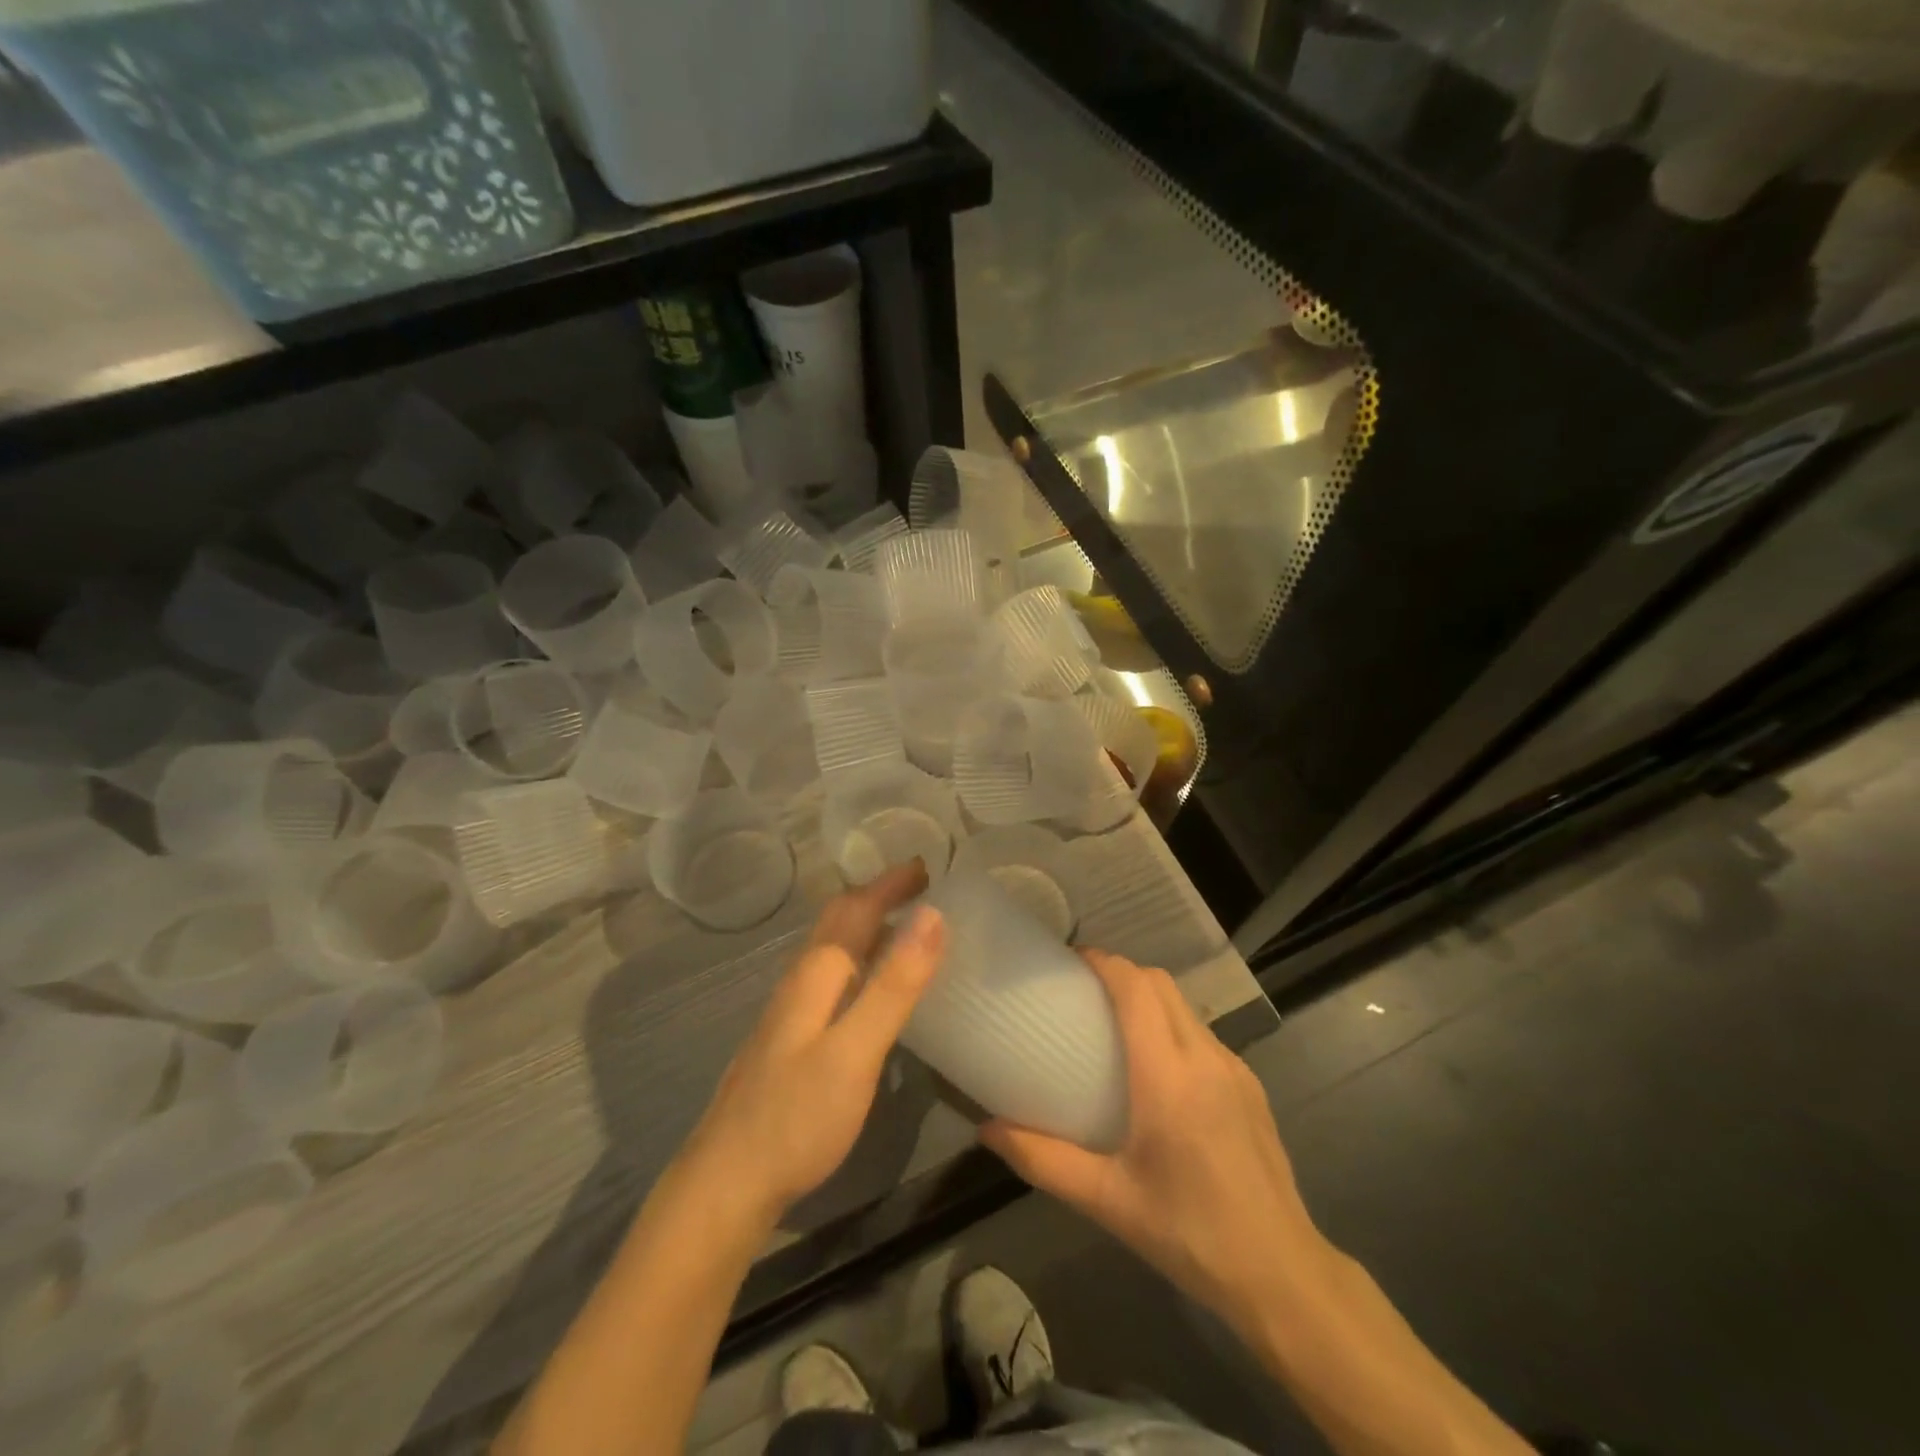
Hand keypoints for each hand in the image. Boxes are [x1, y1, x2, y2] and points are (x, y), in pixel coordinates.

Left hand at [681, 861, 947, 1225]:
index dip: (890, 884)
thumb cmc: (795, 1117)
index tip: (927, 865)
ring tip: (902, 925)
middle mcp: (799, 982)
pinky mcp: (789, 1040)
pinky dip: (857, 959)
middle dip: (877, 896)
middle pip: (837, 922)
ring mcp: (789, 1012)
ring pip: (830, 948)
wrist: (726, 1183)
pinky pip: (829, 976)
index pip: (856, 909)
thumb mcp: (856, 1050)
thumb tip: (932, 914)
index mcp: (816, 974)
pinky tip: (868, 986)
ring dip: (865, 925)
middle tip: (919, 887)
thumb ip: (894, 984)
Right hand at [980, 950, 1324, 1330]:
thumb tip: (987, 1129)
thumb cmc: (1187, 1233)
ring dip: (1149, 998)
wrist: (1281, 1274)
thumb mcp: (1106, 1200)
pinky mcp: (1252, 1085)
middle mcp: (1203, 1056)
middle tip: (1083, 994)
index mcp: (1167, 1075)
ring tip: (1115, 1027)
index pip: (1135, 987)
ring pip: (1185, 1006)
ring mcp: (1234, 1068)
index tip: (1069, 962)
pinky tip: (1159, 1072)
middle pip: (1160, 983)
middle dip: (1122, 973)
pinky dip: (1173, 1027)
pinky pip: (1203, 1035)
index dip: (1102, 962)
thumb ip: (1042, 1160)